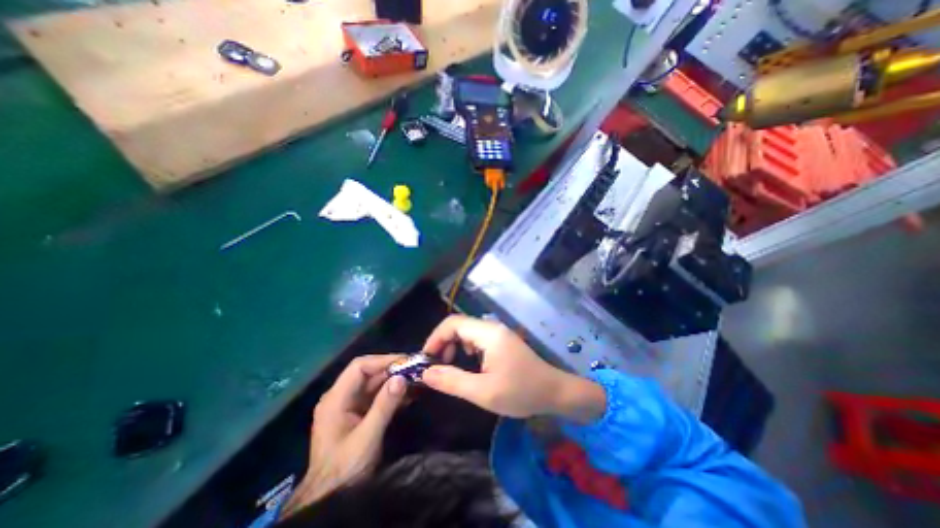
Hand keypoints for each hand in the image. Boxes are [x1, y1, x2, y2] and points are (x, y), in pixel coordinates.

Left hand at [282, 355, 407, 515]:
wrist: (328, 501)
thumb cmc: (344, 469)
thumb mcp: (367, 437)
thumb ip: (384, 406)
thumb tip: (402, 377)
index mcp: (335, 399)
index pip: (359, 367)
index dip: (383, 360)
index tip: (406, 362)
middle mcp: (341, 397)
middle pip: (368, 374)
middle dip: (392, 371)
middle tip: (416, 370)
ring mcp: (349, 407)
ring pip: (374, 385)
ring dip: (394, 382)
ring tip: (416, 381)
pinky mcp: (357, 416)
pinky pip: (376, 397)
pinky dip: (392, 394)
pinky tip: (409, 395)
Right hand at [423, 316, 605, 421]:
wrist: (554, 392)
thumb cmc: (521, 392)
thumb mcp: (483, 392)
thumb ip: (452, 381)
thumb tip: (426, 372)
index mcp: (488, 333)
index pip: (452, 323)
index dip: (435, 338)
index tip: (426, 359)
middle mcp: (492, 327)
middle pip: (459, 325)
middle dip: (443, 342)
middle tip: (437, 365)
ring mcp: (498, 333)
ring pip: (467, 331)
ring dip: (454, 345)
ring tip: (450, 364)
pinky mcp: (501, 340)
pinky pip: (476, 337)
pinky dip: (465, 347)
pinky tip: (468, 362)